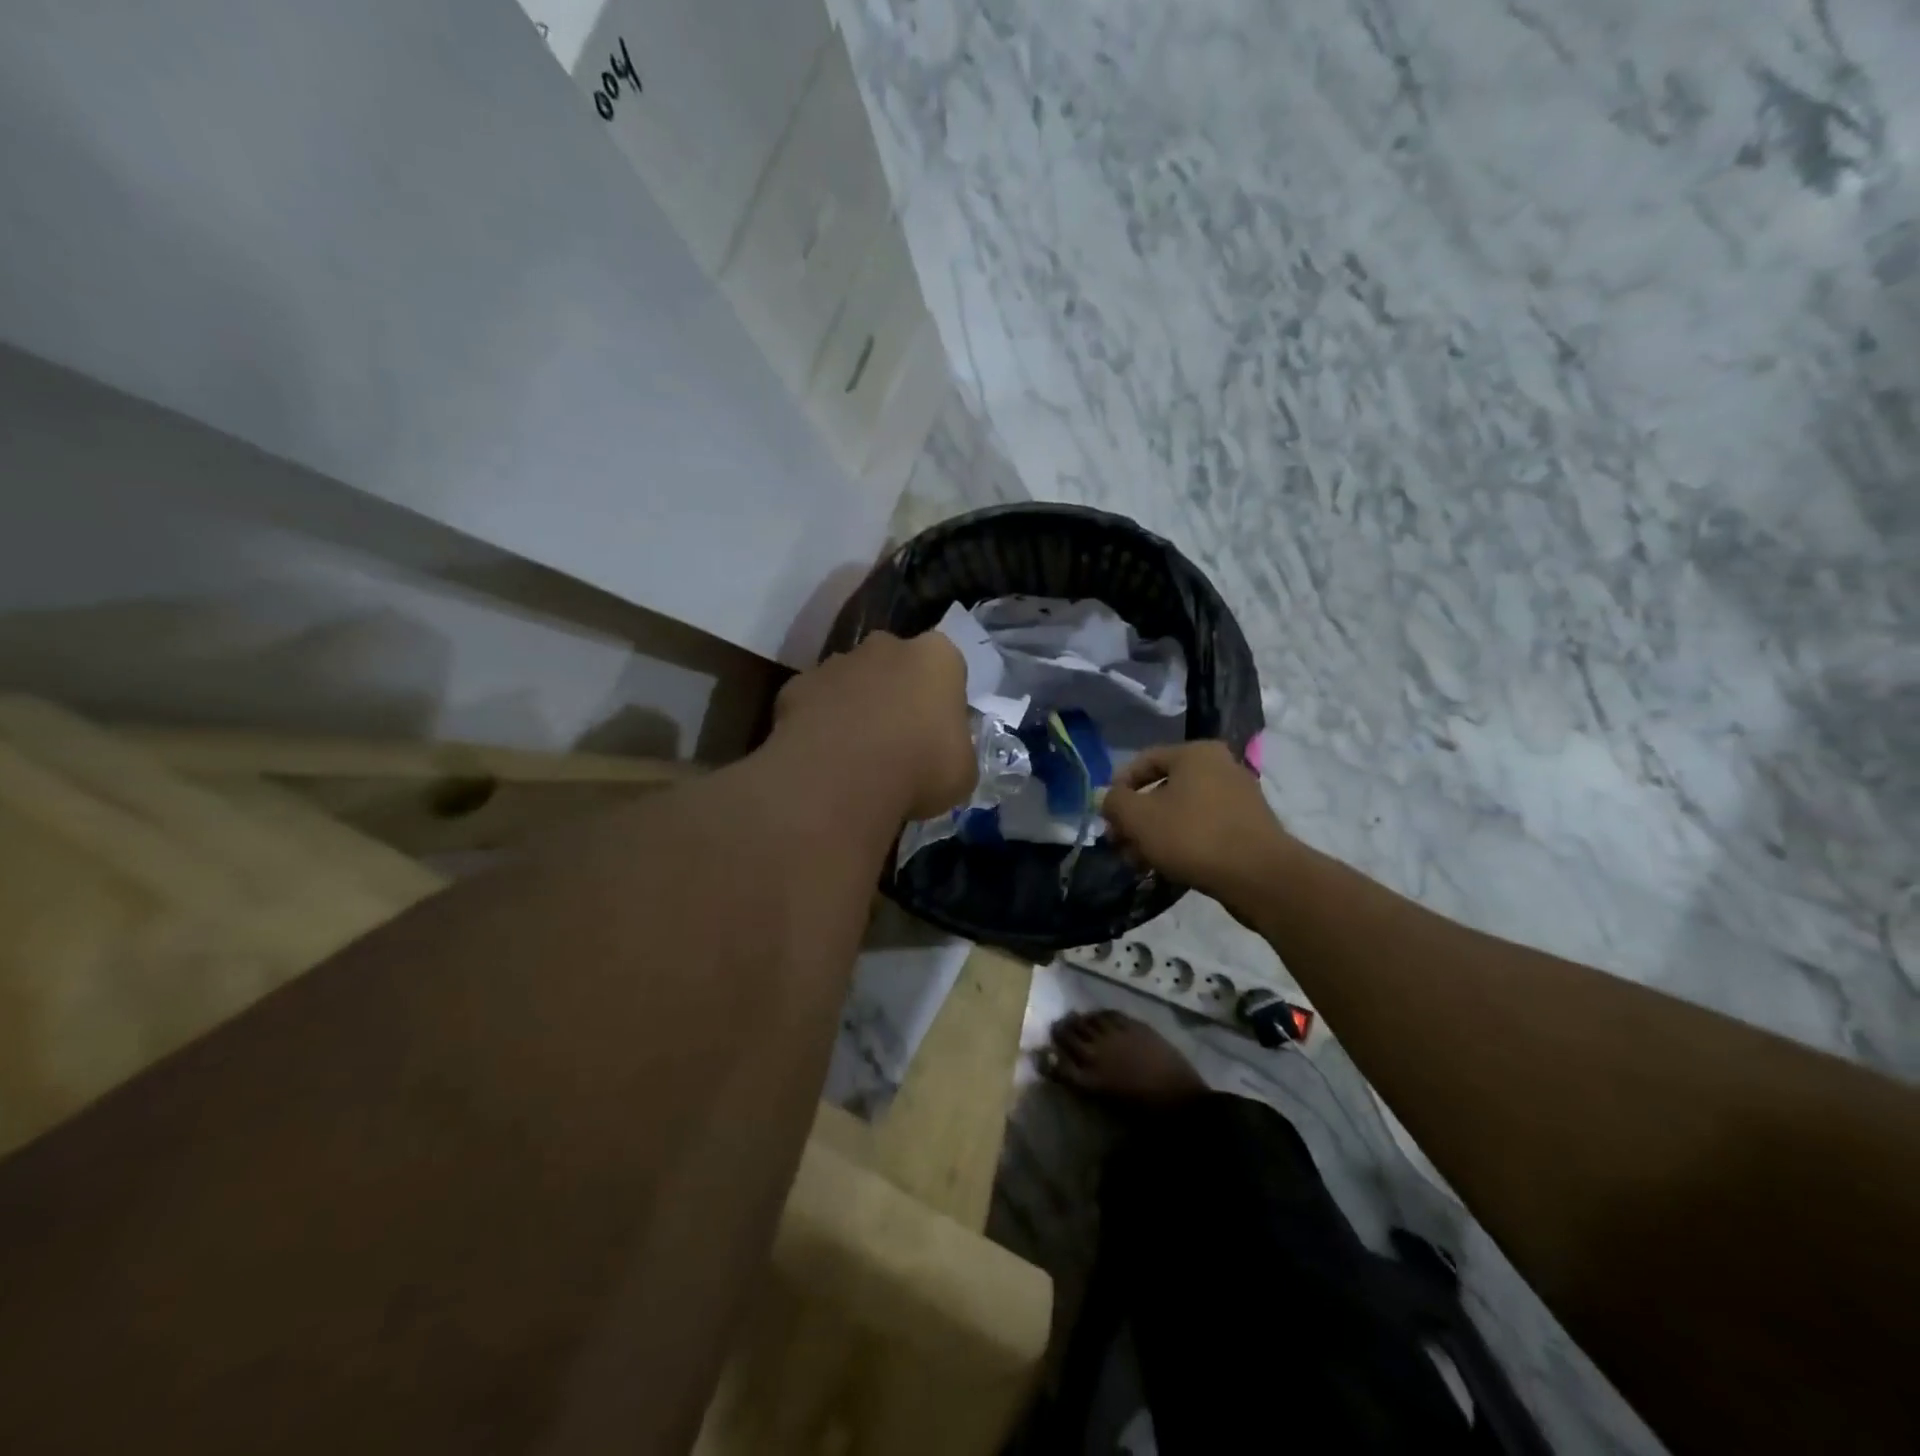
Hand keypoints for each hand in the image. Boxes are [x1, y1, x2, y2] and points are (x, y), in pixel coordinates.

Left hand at [772, 630, 975, 820]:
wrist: (841, 778)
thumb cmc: (920, 769)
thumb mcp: (962, 771)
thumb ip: (955, 749)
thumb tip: (943, 752)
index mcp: (937, 657)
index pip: (947, 666)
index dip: (942, 698)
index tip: (938, 731)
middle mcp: (886, 646)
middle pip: (895, 664)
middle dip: (895, 692)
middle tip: (898, 740)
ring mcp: (837, 662)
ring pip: (851, 680)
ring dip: (854, 706)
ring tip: (855, 754)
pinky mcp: (797, 686)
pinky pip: (814, 703)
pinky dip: (817, 724)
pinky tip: (821, 758)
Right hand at [1103, 741, 1291, 912]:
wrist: (1259, 876)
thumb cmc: (1192, 835)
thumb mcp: (1138, 817)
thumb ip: (1114, 802)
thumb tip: (1107, 798)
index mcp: (1195, 753)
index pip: (1144, 761)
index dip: (1118, 787)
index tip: (1105, 816)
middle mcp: (1220, 766)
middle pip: (1163, 789)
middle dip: (1136, 818)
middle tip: (1119, 844)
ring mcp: (1238, 797)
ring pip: (1182, 812)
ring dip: (1155, 834)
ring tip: (1138, 862)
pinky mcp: (1248, 827)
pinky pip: (1203, 828)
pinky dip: (1181, 843)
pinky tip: (1166, 867)